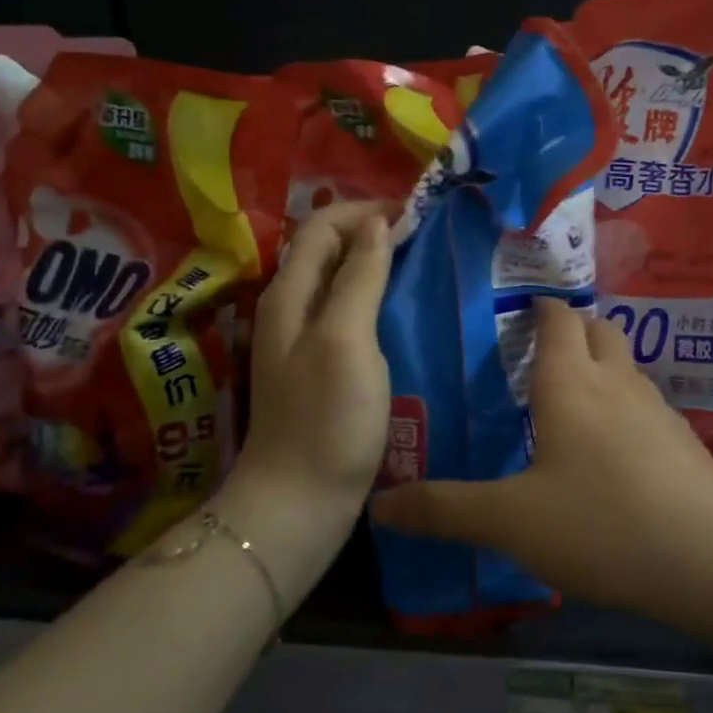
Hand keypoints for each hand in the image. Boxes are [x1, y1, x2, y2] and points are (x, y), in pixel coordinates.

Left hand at [232, 202, 392, 518]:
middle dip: (370, 231)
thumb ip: (359, 277)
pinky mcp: (322, 367)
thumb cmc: (327, 418)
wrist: (299, 502)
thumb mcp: (345, 339)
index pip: (320, 226)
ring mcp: (304, 340)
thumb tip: (375, 222)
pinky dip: (375, 297)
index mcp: (290, 294)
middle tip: (423, 234)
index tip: (413, 212)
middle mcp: (290, 309)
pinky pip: (348, 313)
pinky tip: (404, 311)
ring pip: (339, 281)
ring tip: (420, 263)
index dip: (363, 210)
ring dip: (374, 263)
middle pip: (327, 249)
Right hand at [370, 296, 712, 616]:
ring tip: (573, 399)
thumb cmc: (600, 523)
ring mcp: (658, 412)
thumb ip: (444, 510)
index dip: (541, 308)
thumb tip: (379, 505)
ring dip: (603, 369)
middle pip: (600, 331)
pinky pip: (647, 408)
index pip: (558, 320)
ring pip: (627, 369)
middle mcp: (617, 383)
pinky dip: (625, 410)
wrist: (712, 559)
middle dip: (574, 330)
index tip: (522, 308)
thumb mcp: (508, 521)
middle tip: (542, 352)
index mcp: (571, 382)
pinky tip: (613, 452)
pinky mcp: (685, 445)